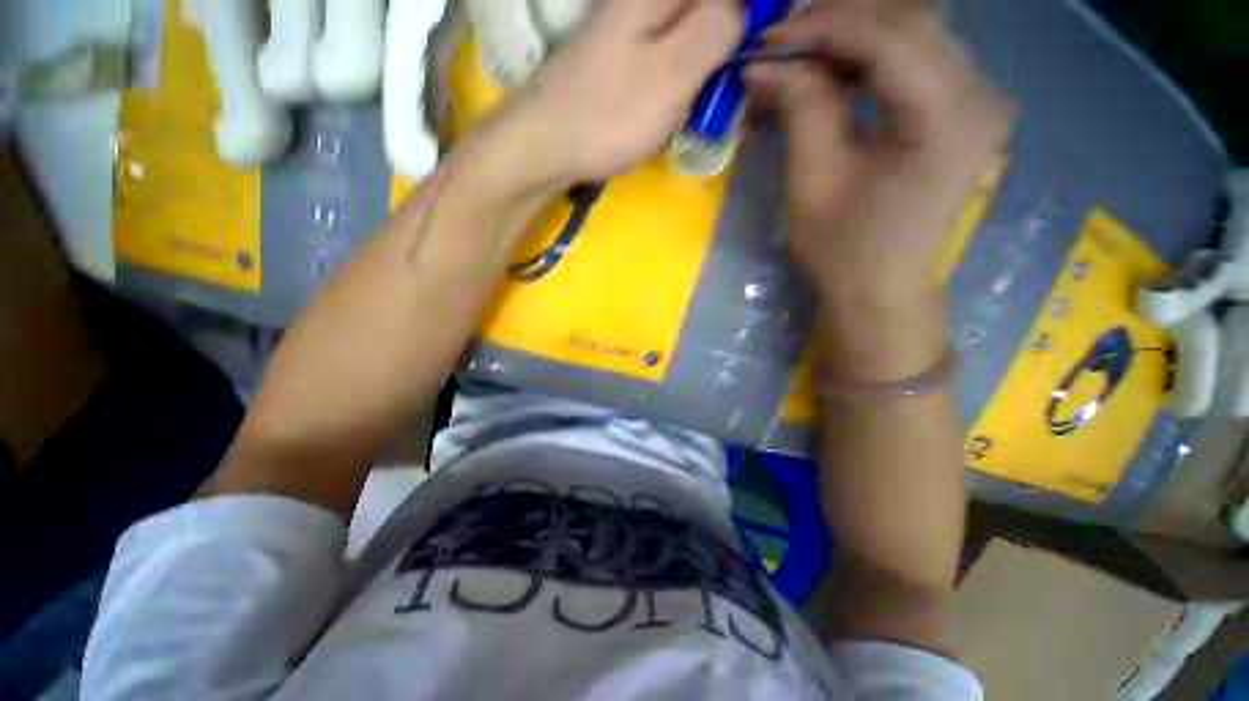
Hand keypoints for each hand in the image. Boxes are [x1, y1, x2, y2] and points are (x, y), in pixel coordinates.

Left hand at [507, 0, 743, 185]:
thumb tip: (746, 6)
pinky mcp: (616, 61)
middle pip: (701, 11)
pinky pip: (663, 54)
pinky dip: (682, 74)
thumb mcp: (673, 73)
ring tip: (712, 94)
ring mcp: (625, 31)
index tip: (765, 37)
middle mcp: (639, 3)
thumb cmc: (610, 115)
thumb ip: (715, 29)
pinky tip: (682, 100)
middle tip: (735, 76)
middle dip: (727, 36)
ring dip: (706, 58)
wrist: (546, 146)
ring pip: (683, 31)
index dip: (749, 12)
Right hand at [747, 2, 1013, 302]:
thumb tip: (766, 63)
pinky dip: (872, 57)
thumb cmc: (844, 250)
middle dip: (837, 25)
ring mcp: (979, 100)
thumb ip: (800, 110)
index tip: (768, 39)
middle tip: (782, 44)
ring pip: (915, 34)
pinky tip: (836, 70)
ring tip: (802, 55)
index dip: (822, 28)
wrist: (882, 290)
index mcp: (948, 116)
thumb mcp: (813, 181)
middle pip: (908, 23)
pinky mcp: (965, 110)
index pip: (888, 37)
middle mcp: (980, 94)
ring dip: (853, 37)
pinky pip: (919, 60)